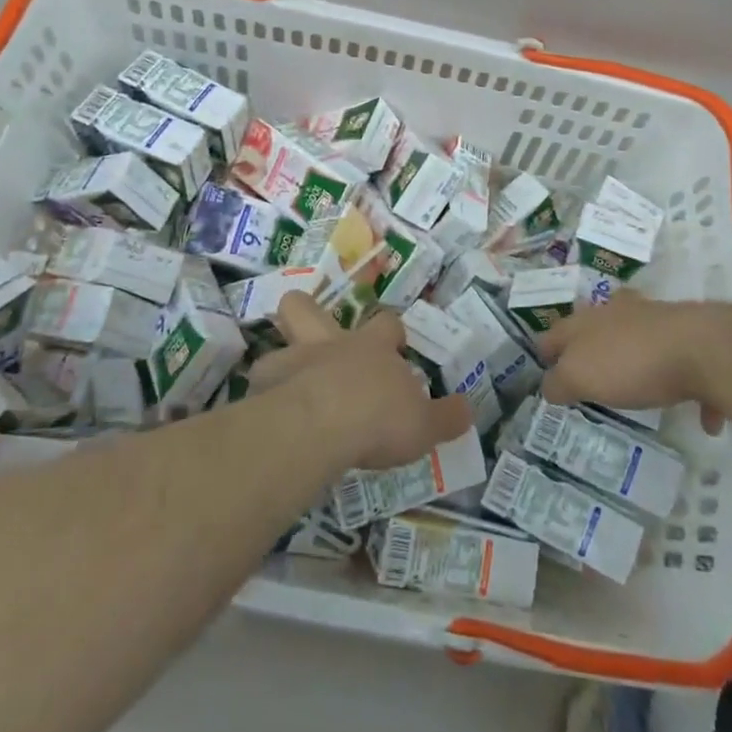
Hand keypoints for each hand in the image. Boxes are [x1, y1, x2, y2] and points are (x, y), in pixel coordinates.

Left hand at [252, 296, 473, 469]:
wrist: (322, 425)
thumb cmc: (378, 418)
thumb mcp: (424, 425)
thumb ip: (445, 417)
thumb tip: (468, 410)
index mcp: (372, 348)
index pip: (387, 325)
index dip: (391, 334)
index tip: (396, 348)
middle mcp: (331, 344)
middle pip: (309, 307)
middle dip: (310, 312)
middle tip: (318, 335)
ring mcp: (294, 359)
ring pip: (280, 337)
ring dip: (285, 355)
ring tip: (290, 381)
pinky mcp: (266, 384)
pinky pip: (262, 380)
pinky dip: (267, 391)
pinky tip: (271, 412)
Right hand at [538, 297, 731, 433]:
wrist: (702, 349)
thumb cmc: (630, 362)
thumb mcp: (580, 377)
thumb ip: (560, 382)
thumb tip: (549, 386)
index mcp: (587, 322)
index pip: (555, 333)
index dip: (545, 350)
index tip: (542, 366)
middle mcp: (619, 313)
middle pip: (596, 327)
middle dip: (590, 345)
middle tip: (588, 371)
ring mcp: (657, 321)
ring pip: (640, 337)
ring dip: (636, 359)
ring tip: (638, 388)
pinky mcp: (692, 339)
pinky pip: (686, 365)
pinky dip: (688, 388)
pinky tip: (700, 419)